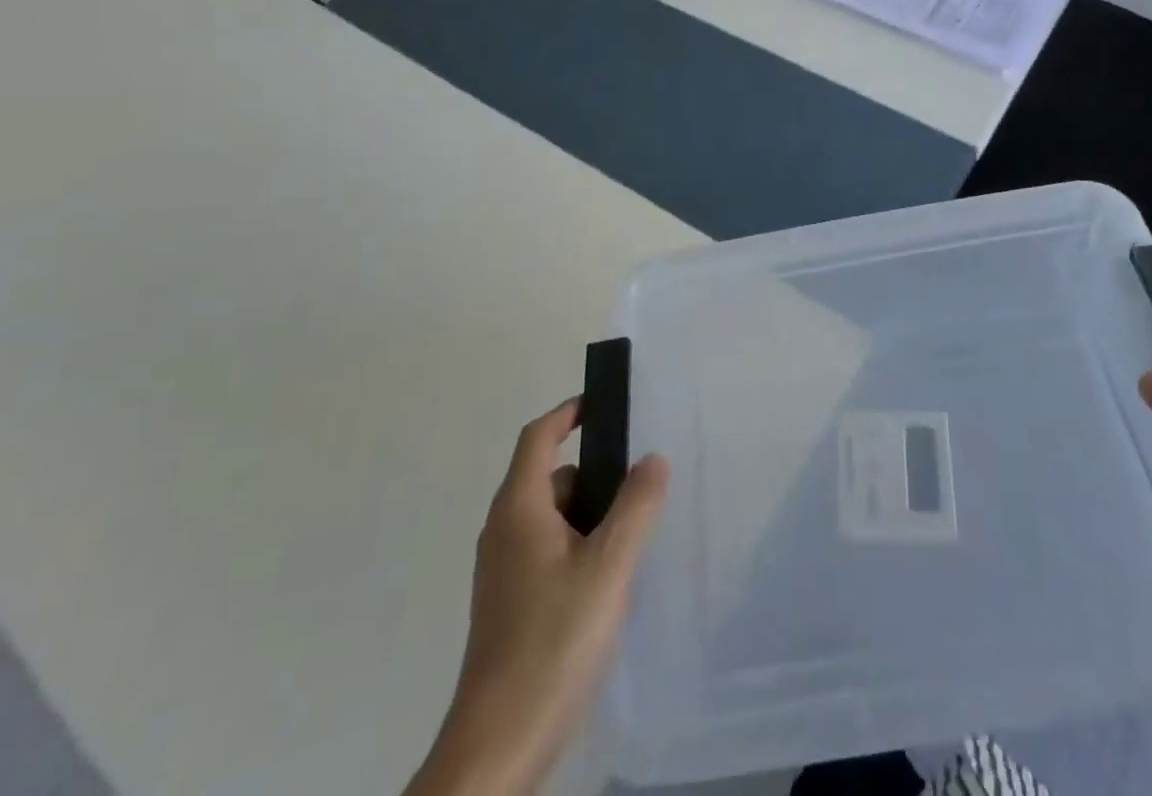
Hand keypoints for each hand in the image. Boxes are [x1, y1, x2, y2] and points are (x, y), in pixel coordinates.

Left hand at [405, 400, 668, 795]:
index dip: (568, 413)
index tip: (603, 404)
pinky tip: (608, 580)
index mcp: (519, 508)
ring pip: (550, 519)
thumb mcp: (609, 566)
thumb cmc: (554, 640)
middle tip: (639, 483)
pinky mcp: (509, 605)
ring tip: (633, 534)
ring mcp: (502, 571)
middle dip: (593, 472)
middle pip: (548, 477)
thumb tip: (652, 458)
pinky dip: (577, 545)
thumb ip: (636, 506)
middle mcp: (503, 531)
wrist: (499, 746)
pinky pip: (546, 551)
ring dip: (588, 514)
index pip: (538, 437)